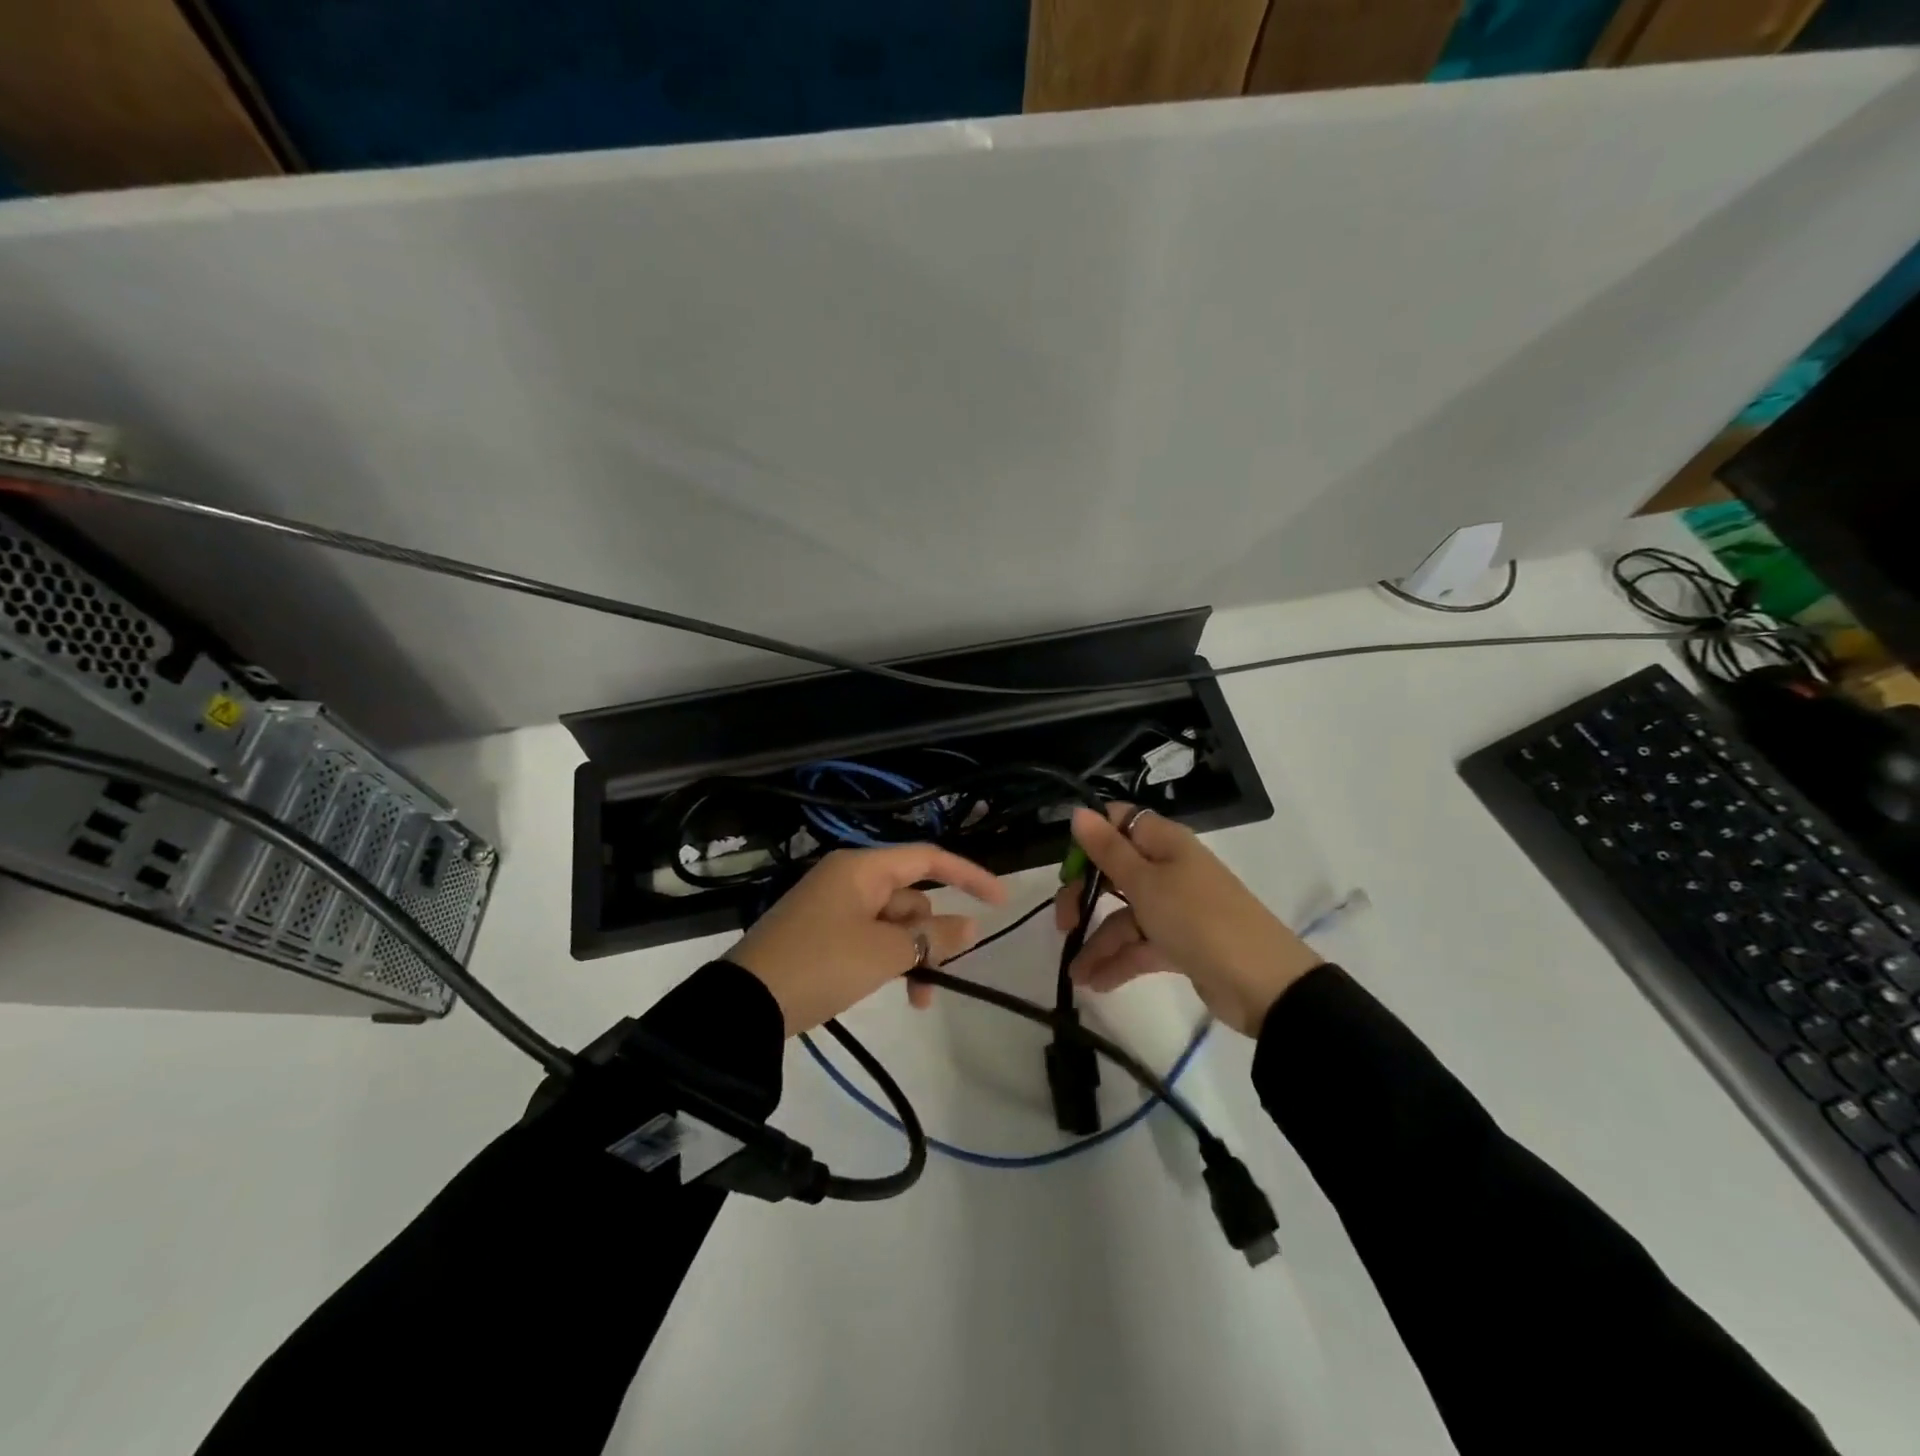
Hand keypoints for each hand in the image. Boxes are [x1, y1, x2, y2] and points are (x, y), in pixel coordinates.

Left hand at [729, 845, 1006, 1034]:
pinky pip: (872, 940)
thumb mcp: (884, 952)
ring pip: (895, 924)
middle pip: (912, 898)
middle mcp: (850, 880)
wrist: (745, 1006)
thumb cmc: (821, 964)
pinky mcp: (824, 936)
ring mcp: (835, 909)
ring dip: (914, 956)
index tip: (1001, 899)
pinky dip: (890, 961)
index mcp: (862, 868)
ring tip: (919, 998)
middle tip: (938, 975)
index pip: (927, 859)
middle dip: (932, 936)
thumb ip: (932, 938)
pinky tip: (899, 992)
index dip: (968, 875)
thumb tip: (971, 926)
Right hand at [1055, 804, 1323, 1036]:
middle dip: (1085, 896)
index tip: (1066, 867)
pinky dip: (1118, 962)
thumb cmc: (1198, 919)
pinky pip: (1140, 945)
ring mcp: (1175, 908)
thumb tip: (1078, 811)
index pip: (1119, 822)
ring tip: (1076, 975)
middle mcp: (1168, 869)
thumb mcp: (1146, 882)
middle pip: (1115, 871)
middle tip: (1063, 924)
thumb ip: (1108, 849)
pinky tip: (1096, 983)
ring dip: (1098, 942)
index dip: (1090, 838)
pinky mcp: (1179, 943)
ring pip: (1124, 915)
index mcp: (1164, 843)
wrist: (1263, 984)